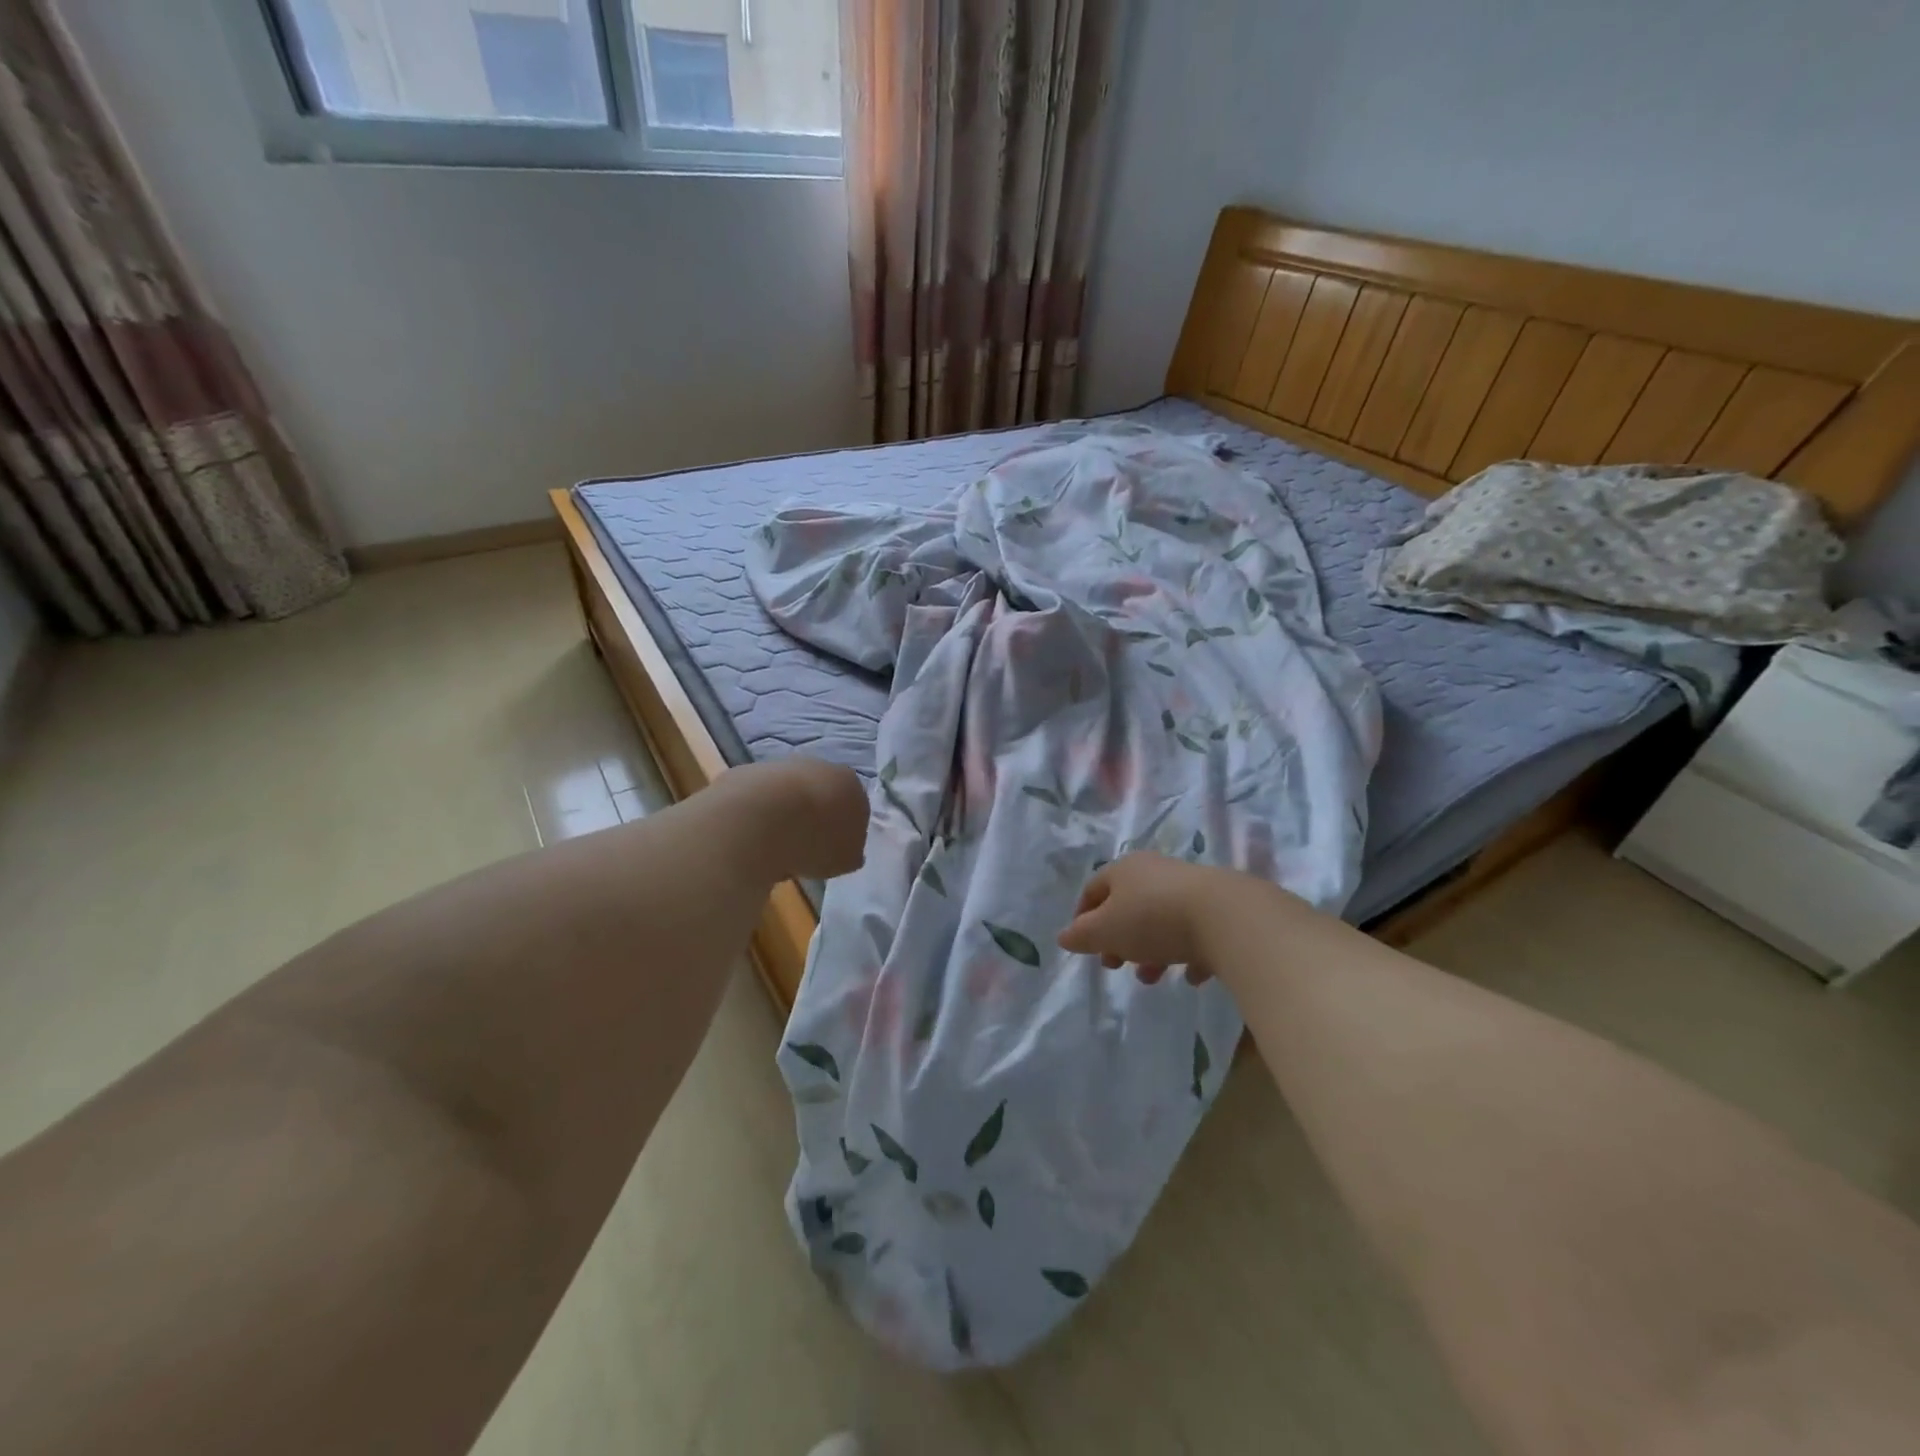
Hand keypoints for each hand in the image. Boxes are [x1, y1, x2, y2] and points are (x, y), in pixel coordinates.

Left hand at [720, 758, 868, 881]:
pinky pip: (759, 799)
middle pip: (821, 794)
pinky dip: (758, 815)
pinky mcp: (747, 772)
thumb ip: (850, 852)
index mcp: (850, 784)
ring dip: (785, 816)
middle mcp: (820, 766)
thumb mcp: (845, 860)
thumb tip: (848, 850)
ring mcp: (781, 766)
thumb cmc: (814, 841)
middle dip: (815, 818)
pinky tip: (752, 837)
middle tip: (805, 848)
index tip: (833, 851)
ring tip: (775, 847)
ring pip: (788, 794)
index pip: (855, 806)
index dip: (844, 830)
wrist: (759, 820)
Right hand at [1058, 853, 1220, 984]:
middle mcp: (1155, 872)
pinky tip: (1191, 976)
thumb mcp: (1105, 931)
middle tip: (1115, 964)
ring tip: (1152, 978)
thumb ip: (1081, 936)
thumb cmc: (1152, 919)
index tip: (1082, 945)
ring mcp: (1190, 888)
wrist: (1226, 916)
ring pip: (1161, 921)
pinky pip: (1196, 933)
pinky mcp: (1220, 908)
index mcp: (1124, 870)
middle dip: (1118, 939)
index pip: (1093, 889)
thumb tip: (1064, 937)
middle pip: (1128, 905)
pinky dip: (1188, 954)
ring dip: (1151, 950)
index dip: (1082, 917)